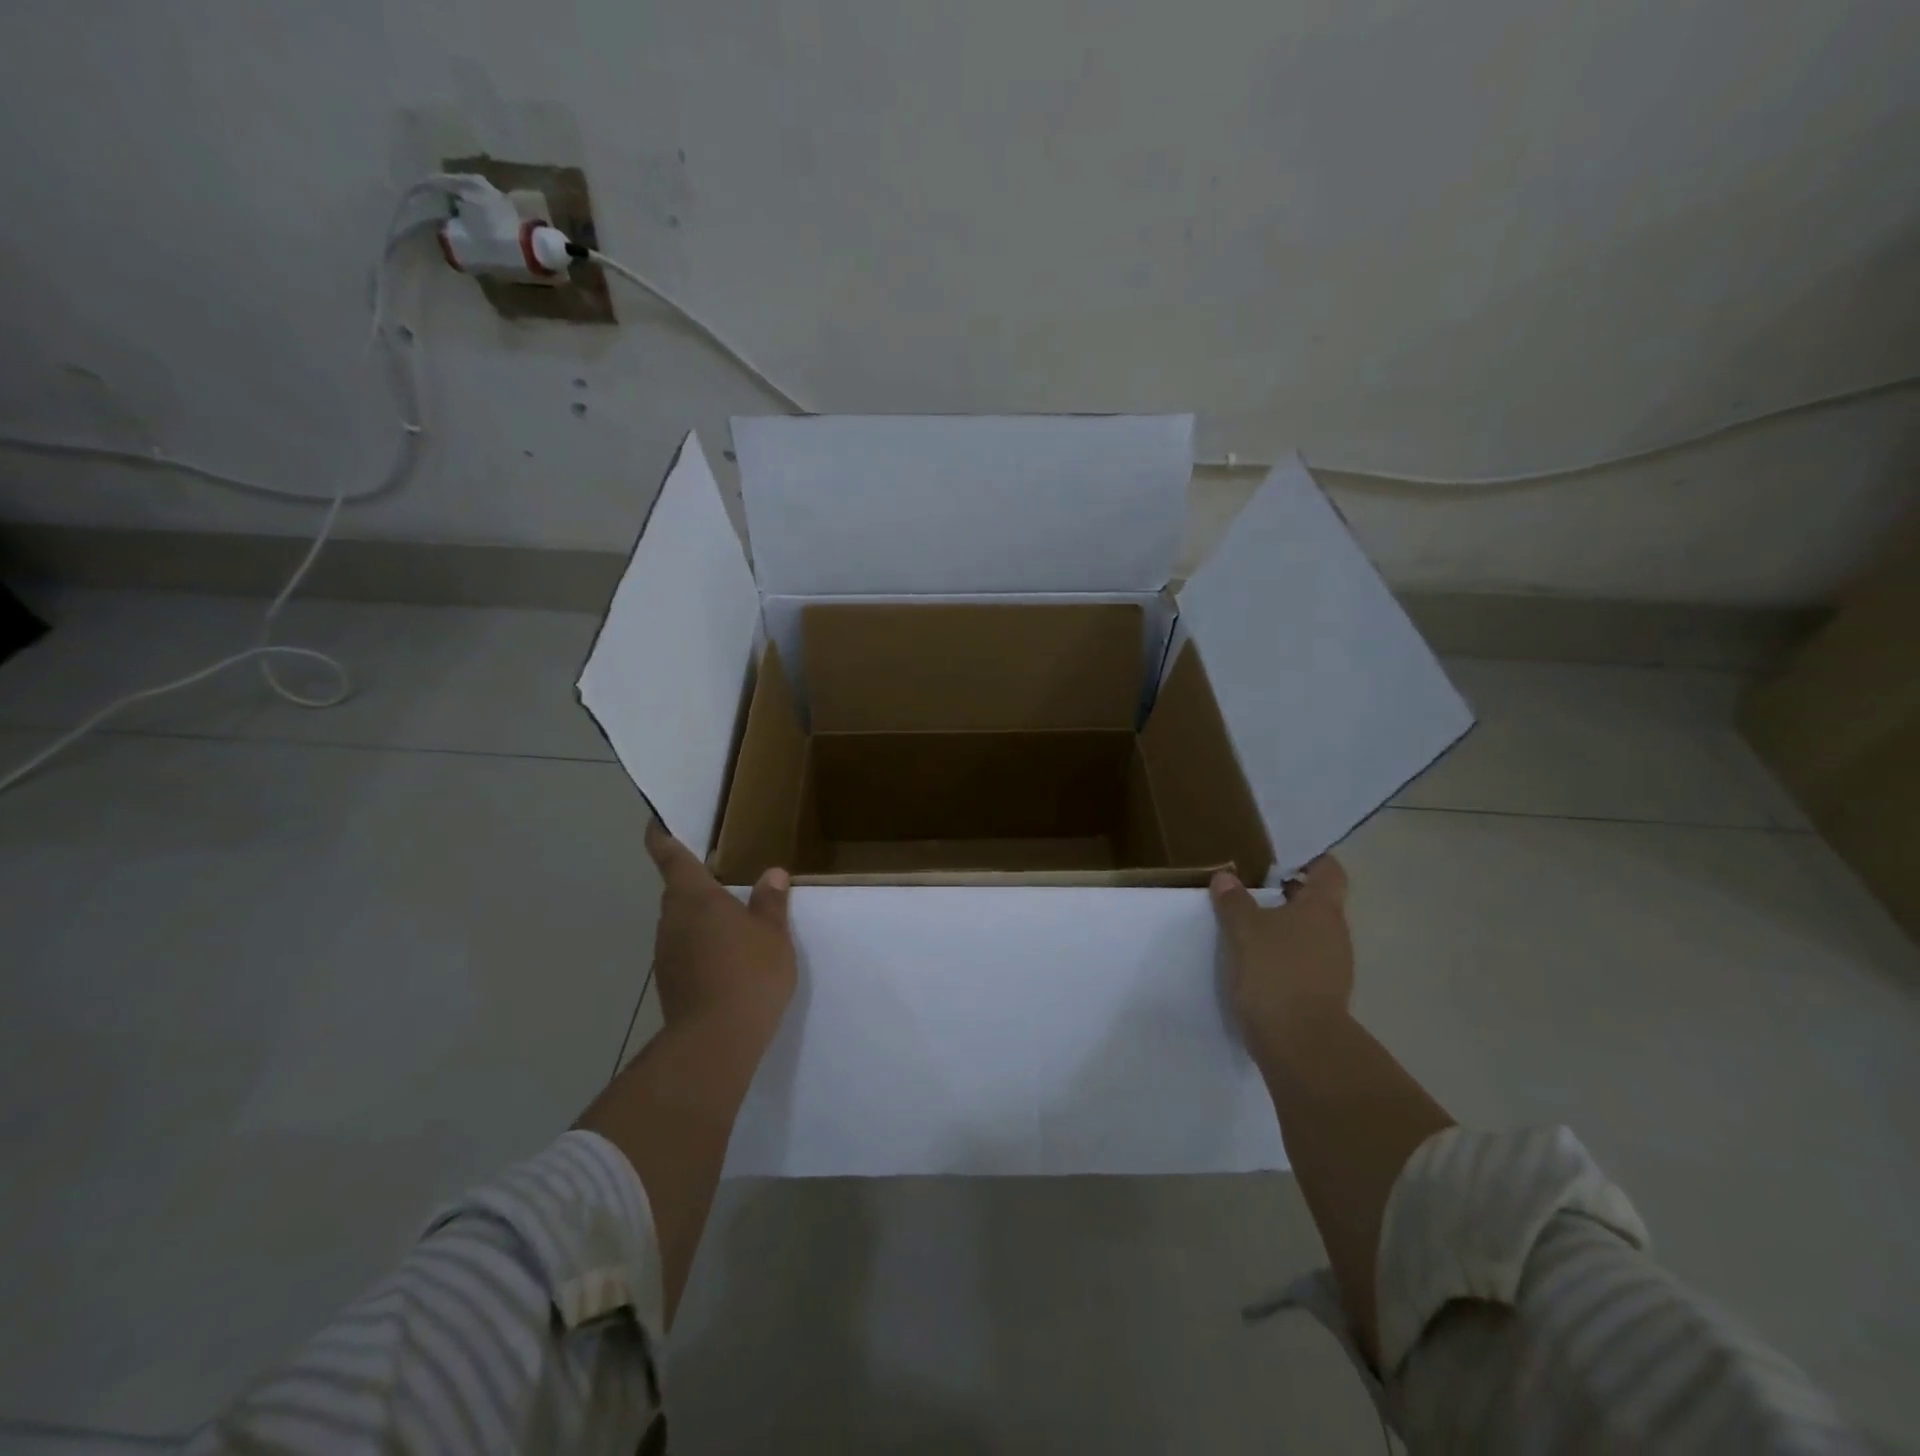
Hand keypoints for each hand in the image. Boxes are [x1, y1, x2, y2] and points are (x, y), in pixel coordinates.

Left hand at [645, 820, 796, 1044]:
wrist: (716, 1041)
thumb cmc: (748, 973)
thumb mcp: (773, 933)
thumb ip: (771, 901)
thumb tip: (772, 874)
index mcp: (695, 897)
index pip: (670, 856)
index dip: (661, 837)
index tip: (655, 823)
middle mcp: (672, 919)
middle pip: (677, 891)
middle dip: (696, 883)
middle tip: (725, 878)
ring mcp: (666, 952)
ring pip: (681, 922)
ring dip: (701, 918)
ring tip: (734, 922)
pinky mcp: (669, 981)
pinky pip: (685, 950)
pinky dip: (702, 946)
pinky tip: (729, 960)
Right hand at [1211, 856, 1353, 1057]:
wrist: (1299, 1044)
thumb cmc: (1275, 972)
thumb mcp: (1243, 930)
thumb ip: (1234, 901)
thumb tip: (1226, 877)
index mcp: (1323, 909)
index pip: (1329, 871)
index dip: (1309, 860)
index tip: (1280, 859)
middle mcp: (1335, 933)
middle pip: (1317, 903)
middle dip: (1287, 895)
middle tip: (1250, 889)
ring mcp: (1333, 966)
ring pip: (1308, 934)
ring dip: (1283, 928)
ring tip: (1247, 926)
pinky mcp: (1322, 994)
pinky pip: (1302, 962)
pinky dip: (1283, 956)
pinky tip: (1255, 961)